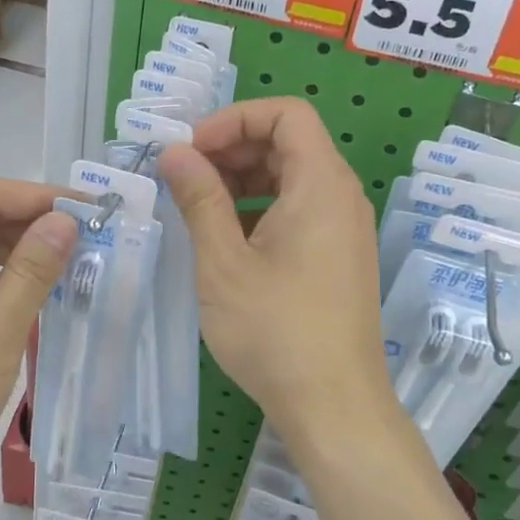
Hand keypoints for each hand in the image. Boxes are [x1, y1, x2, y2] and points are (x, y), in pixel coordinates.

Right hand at [159, 99, 396, 447]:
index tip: (193, 149)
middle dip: (233, 148)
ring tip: (198, 207)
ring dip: (243, 180)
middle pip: (289, 143)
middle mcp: (341, 197)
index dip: (234, 118)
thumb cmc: (275, 330)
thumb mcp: (223, 261)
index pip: (286, 114)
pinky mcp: (338, 258)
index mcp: (321, 184)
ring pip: (292, 179)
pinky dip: (260, 209)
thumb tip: (175, 153)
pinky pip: (299, 211)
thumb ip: (199, 198)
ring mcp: (344, 229)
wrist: (334, 406)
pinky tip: (226, 240)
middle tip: (185, 177)